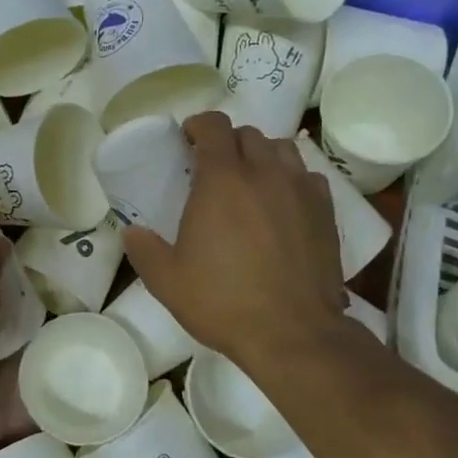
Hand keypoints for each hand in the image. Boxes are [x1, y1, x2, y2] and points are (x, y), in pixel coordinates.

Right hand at [122, 114, 345, 374]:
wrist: (293, 332)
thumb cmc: (223, 302)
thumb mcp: (167, 281)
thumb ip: (144, 250)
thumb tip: (131, 232)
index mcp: (222, 180)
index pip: (214, 126)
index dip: (198, 125)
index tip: (187, 140)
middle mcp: (264, 173)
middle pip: (248, 134)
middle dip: (228, 142)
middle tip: (213, 168)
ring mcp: (300, 190)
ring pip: (282, 149)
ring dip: (261, 155)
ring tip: (250, 180)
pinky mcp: (326, 211)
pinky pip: (307, 176)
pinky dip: (290, 179)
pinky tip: (282, 204)